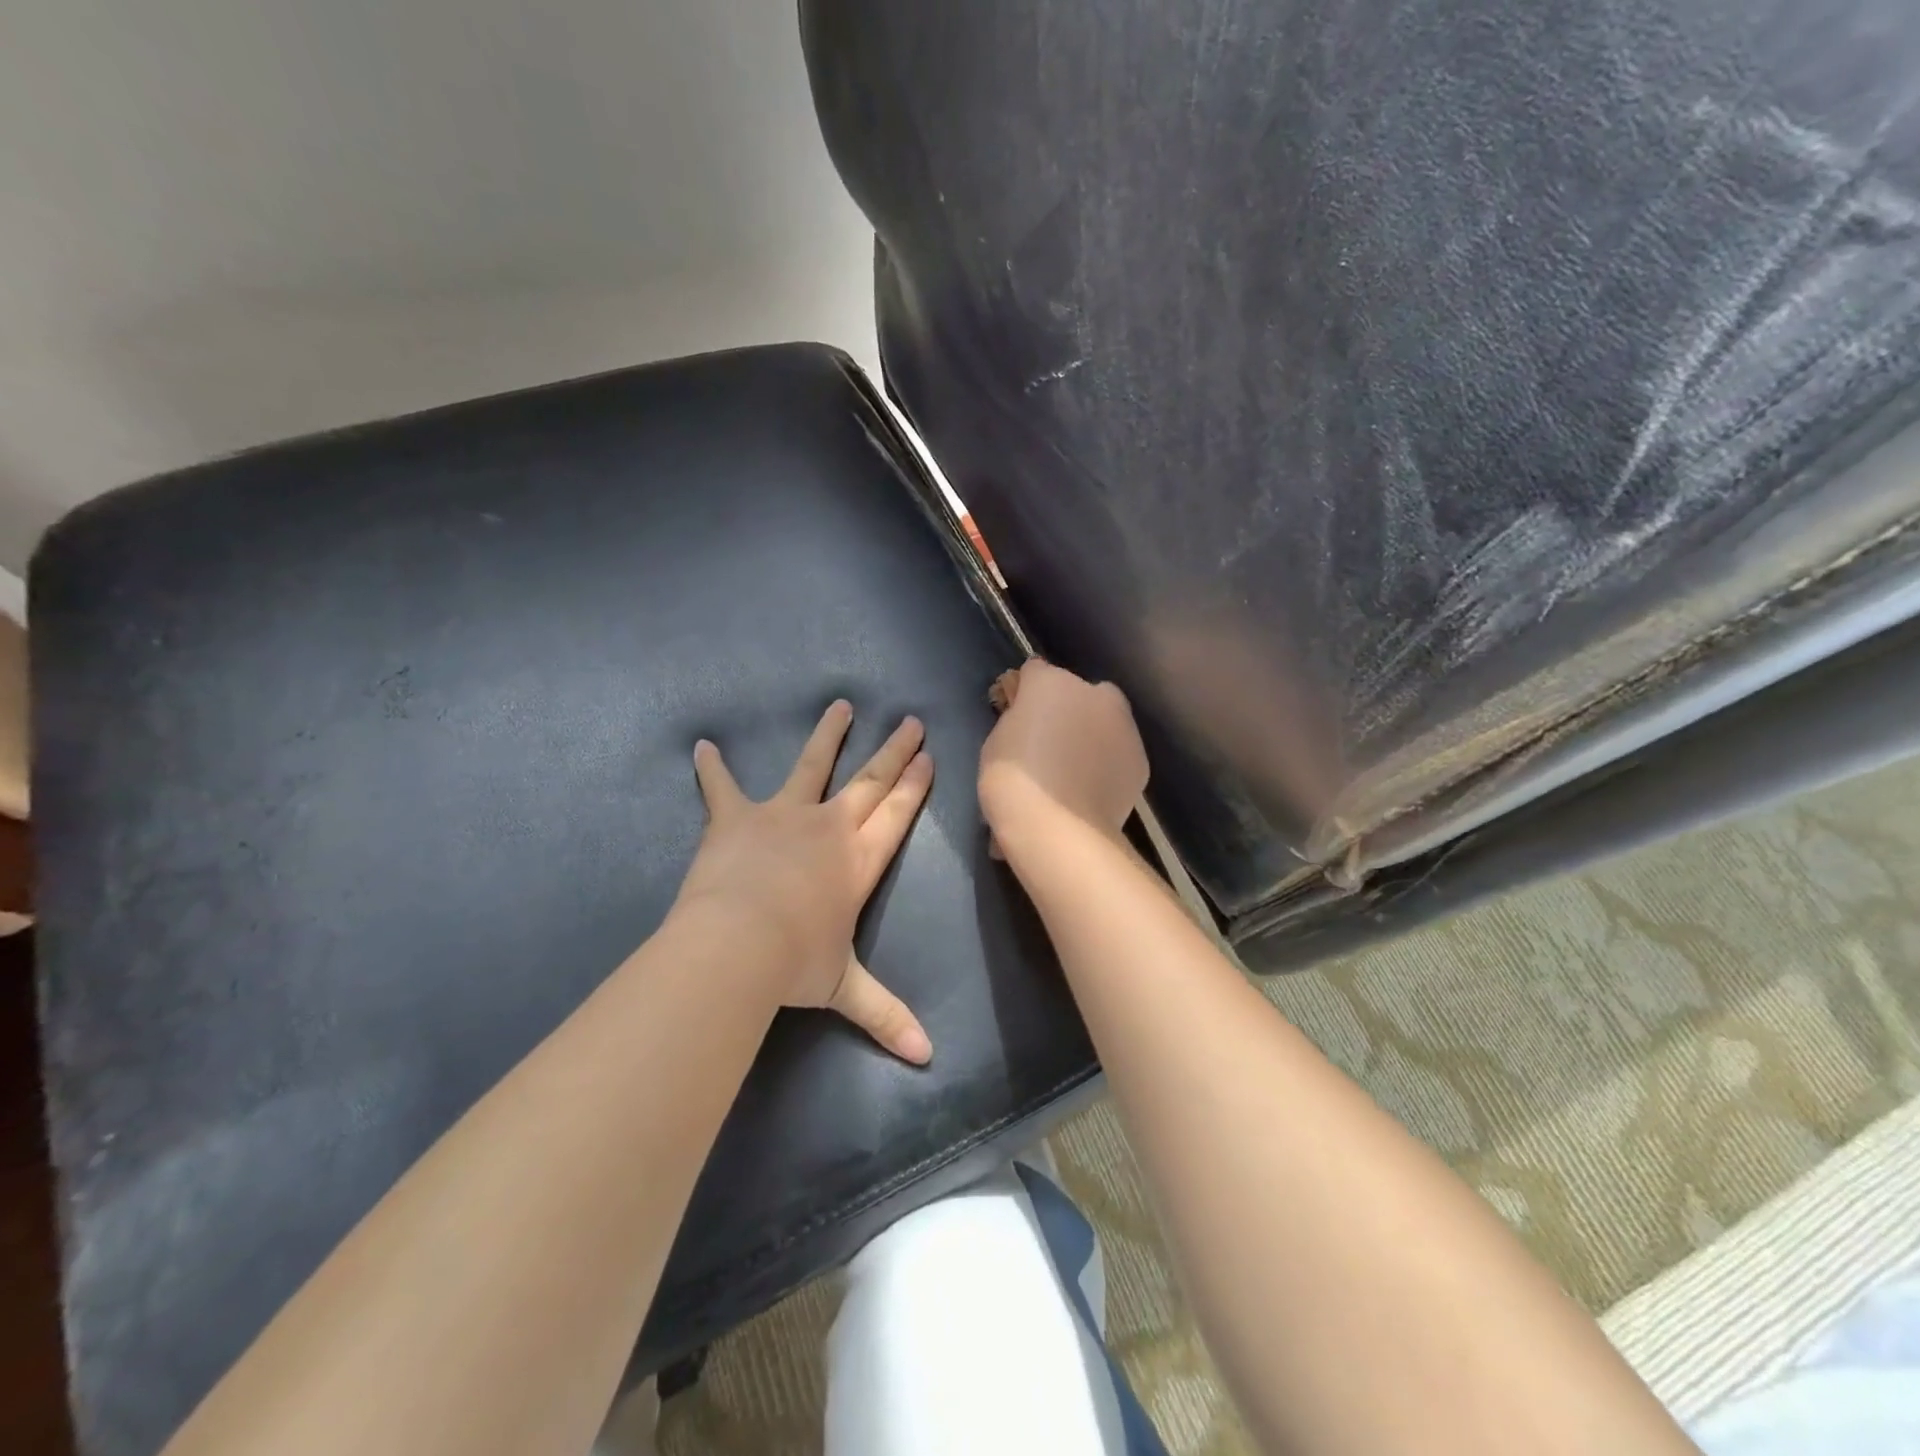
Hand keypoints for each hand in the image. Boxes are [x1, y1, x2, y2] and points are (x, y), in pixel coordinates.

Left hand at [676, 701, 934, 1063]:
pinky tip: (702, 745)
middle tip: (911, 722)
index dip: (914, 786)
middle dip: (893, 752)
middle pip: (869, 781)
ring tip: (840, 705)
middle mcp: (829, 828)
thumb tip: (926, 1059)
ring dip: (828, 735)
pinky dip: (712, 768)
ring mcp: (783, 815)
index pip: (896, 815)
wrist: (735, 945)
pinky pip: (722, 787)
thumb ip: (885, 1016)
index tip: (927, 757)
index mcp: (858, 861)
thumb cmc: (794, 964)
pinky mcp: (737, 817)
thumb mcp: (844, 989)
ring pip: (812, 766)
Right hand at [978, 660, 1147, 847]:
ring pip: (1104, 722)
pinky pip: (1117, 754)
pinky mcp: (1140, 760)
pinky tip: (1089, 792)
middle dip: (1065, 711)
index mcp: (1052, 682)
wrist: (1058, 830)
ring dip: (1090, 736)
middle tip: (1047, 746)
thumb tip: (1028, 719)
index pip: (1034, 672)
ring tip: (1071, 776)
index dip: (1023, 693)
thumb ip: (1016, 720)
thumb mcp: (997, 742)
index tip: (1015, 717)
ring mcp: (1124, 726)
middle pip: (1077, 693)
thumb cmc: (1013, 782)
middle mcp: (1094, 693)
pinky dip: (1106, 765)